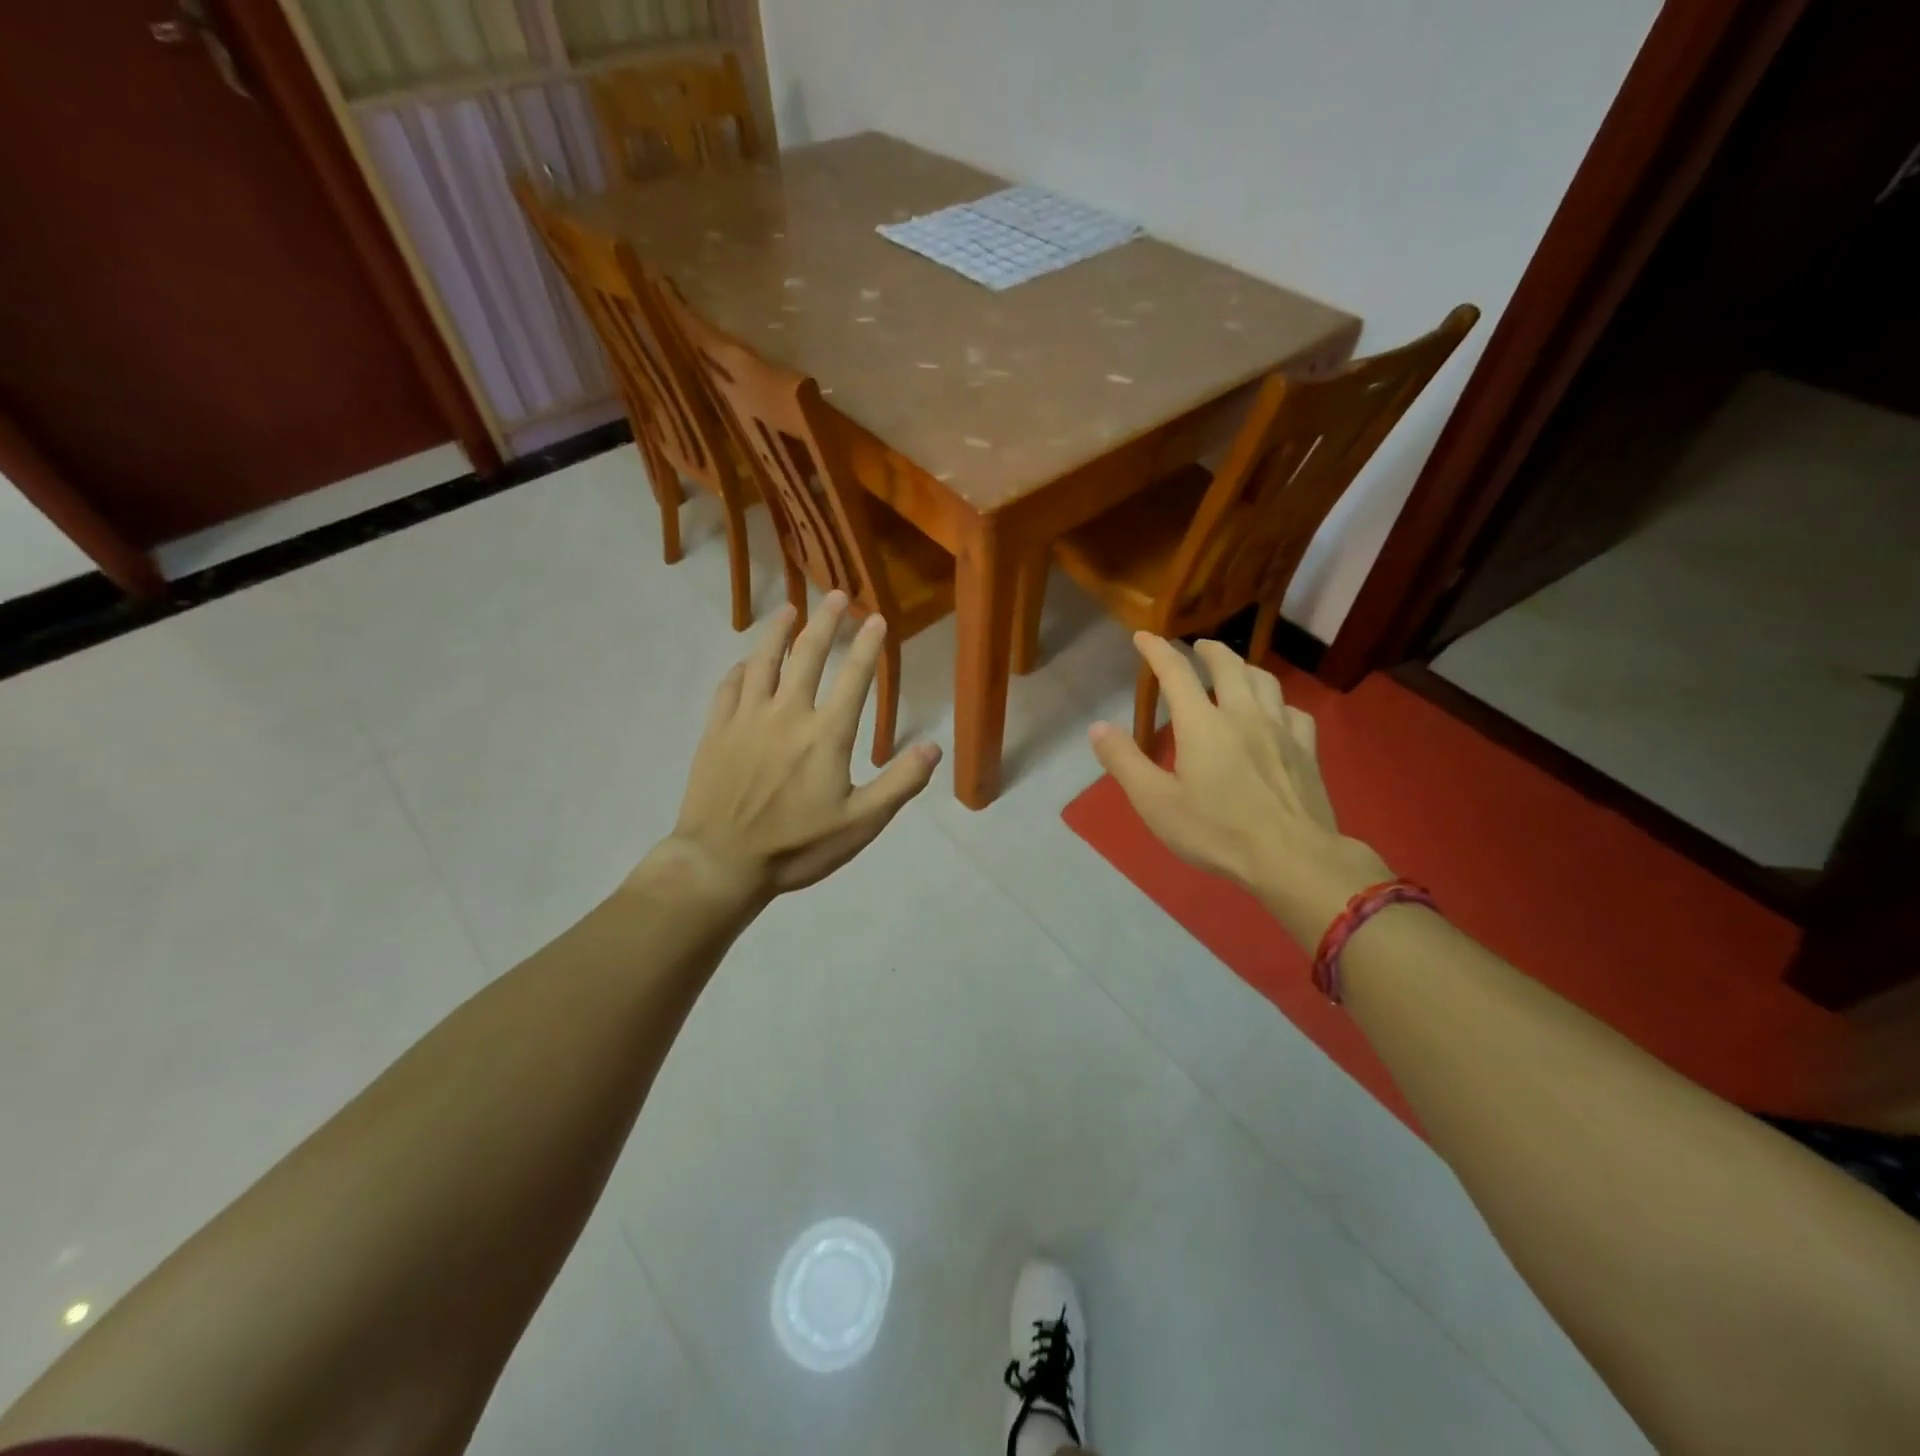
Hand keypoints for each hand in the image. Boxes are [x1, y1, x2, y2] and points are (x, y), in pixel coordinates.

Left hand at [655, 592, 940, 902]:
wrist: (721, 862)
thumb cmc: (797, 847)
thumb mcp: (861, 824)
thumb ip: (900, 784)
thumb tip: (934, 747)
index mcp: (826, 734)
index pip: (854, 678)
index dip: (868, 646)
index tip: (877, 618)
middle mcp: (787, 713)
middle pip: (808, 654)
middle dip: (825, 621)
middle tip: (836, 595)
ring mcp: (747, 718)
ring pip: (764, 660)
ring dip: (779, 631)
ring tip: (790, 609)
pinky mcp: (717, 730)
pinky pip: (729, 686)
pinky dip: (741, 668)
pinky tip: (746, 662)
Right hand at [1090, 634, 1391, 948]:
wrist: (1292, 858)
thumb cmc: (1216, 832)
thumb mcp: (1155, 802)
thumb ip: (1124, 761)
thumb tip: (1098, 727)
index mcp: (1202, 724)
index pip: (1176, 673)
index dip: (1157, 650)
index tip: (1143, 636)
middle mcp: (1243, 714)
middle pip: (1228, 665)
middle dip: (1208, 650)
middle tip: (1195, 646)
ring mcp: (1280, 730)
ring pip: (1264, 681)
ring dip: (1244, 667)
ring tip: (1234, 669)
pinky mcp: (1306, 750)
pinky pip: (1294, 711)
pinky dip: (1278, 702)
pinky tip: (1276, 713)